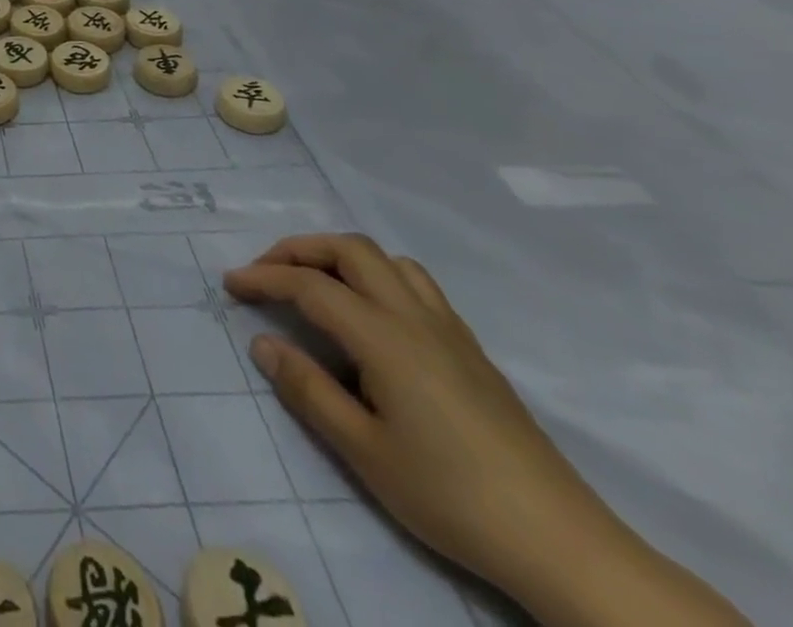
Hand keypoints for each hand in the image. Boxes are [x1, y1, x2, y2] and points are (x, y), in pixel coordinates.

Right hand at [224, 235, 748, 626]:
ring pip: (388, 260)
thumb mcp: (364, 451)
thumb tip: (263, 343)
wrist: (561, 543)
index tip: (231, 285)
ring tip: (317, 284)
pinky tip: (371, 316)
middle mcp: (415, 317)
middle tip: (268, 273)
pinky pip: (416, 285)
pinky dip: (377, 277)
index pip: (310, 286)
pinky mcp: (471, 350)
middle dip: (300, 250)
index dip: (264, 277)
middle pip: (350, 250)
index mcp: (384, 337)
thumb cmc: (450, 496)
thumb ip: (308, 390)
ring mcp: (449, 330)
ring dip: (342, 257)